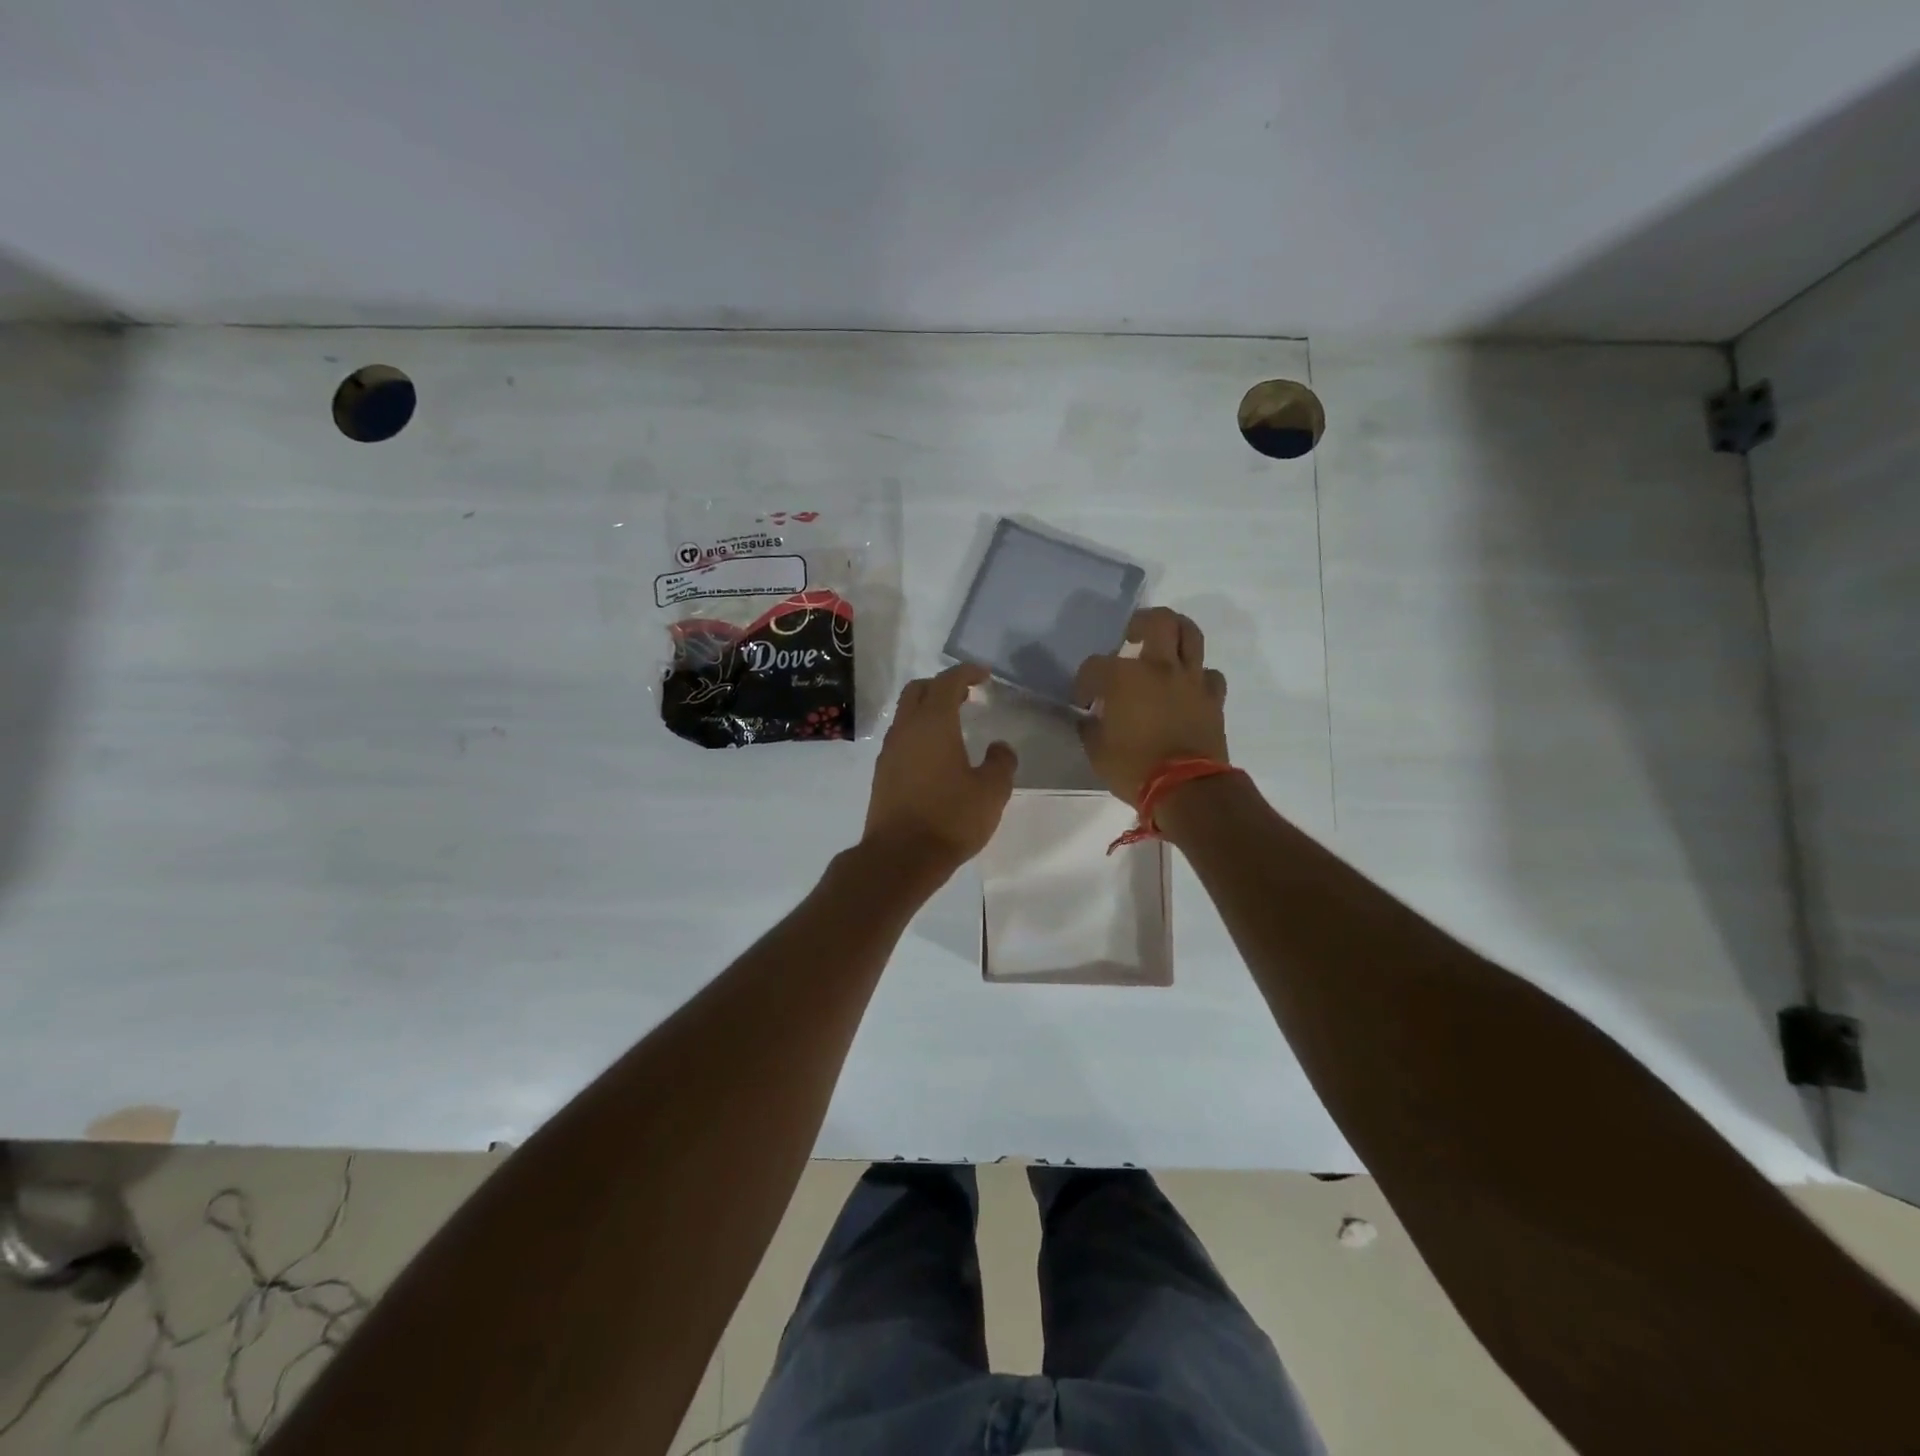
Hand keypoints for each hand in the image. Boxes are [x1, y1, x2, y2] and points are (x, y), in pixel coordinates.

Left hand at [862, 663, 1017, 874]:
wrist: (900, 857)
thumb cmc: (950, 818)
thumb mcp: (991, 792)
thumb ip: (1000, 763)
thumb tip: (999, 748)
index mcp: (933, 723)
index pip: (947, 681)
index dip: (966, 672)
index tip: (983, 675)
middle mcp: (906, 729)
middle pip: (918, 691)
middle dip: (941, 685)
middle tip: (966, 695)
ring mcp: (889, 752)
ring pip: (906, 715)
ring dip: (927, 710)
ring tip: (953, 725)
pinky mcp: (882, 774)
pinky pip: (901, 739)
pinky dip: (918, 733)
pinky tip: (936, 756)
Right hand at [1074, 607, 1228, 806]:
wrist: (1187, 789)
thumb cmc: (1134, 769)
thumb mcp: (1096, 751)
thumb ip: (1091, 727)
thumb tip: (1090, 718)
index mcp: (1124, 678)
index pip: (1095, 666)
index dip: (1084, 683)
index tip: (1084, 702)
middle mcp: (1159, 668)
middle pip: (1157, 621)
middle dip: (1140, 623)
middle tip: (1130, 637)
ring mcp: (1190, 680)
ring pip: (1191, 635)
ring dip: (1175, 634)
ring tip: (1163, 646)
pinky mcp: (1213, 698)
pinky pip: (1209, 675)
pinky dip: (1197, 676)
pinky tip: (1187, 687)